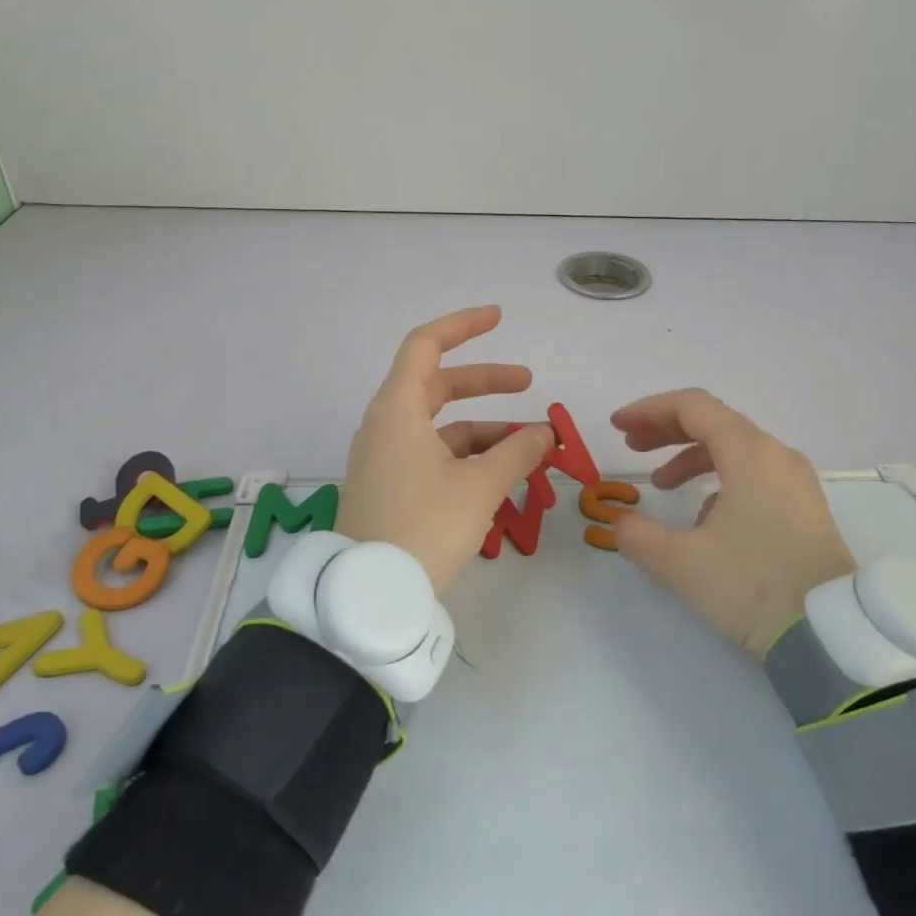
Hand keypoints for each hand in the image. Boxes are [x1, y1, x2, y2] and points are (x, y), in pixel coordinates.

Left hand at [340, 306, 559, 595]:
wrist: (371, 598)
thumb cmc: (424, 528)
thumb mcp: (479, 488)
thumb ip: (517, 452)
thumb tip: (544, 432)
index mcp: (397, 410)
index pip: (425, 345)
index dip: (463, 326)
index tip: (499, 318)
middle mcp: (386, 425)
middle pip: (438, 385)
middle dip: (486, 382)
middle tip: (528, 384)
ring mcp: (385, 458)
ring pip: (440, 426)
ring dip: (485, 429)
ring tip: (531, 445)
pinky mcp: (389, 487)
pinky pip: (433, 455)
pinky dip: (467, 456)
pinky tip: (501, 475)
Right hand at [609, 389, 856, 655]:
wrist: (834, 636)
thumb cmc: (755, 587)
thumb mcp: (684, 565)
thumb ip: (639, 537)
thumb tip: (621, 524)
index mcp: (750, 454)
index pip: (692, 407)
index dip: (648, 410)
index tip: (617, 427)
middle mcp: (776, 455)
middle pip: (713, 421)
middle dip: (665, 430)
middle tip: (630, 446)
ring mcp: (795, 481)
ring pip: (734, 448)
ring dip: (690, 456)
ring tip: (660, 484)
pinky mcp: (804, 507)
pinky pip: (753, 474)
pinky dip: (718, 479)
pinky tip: (702, 519)